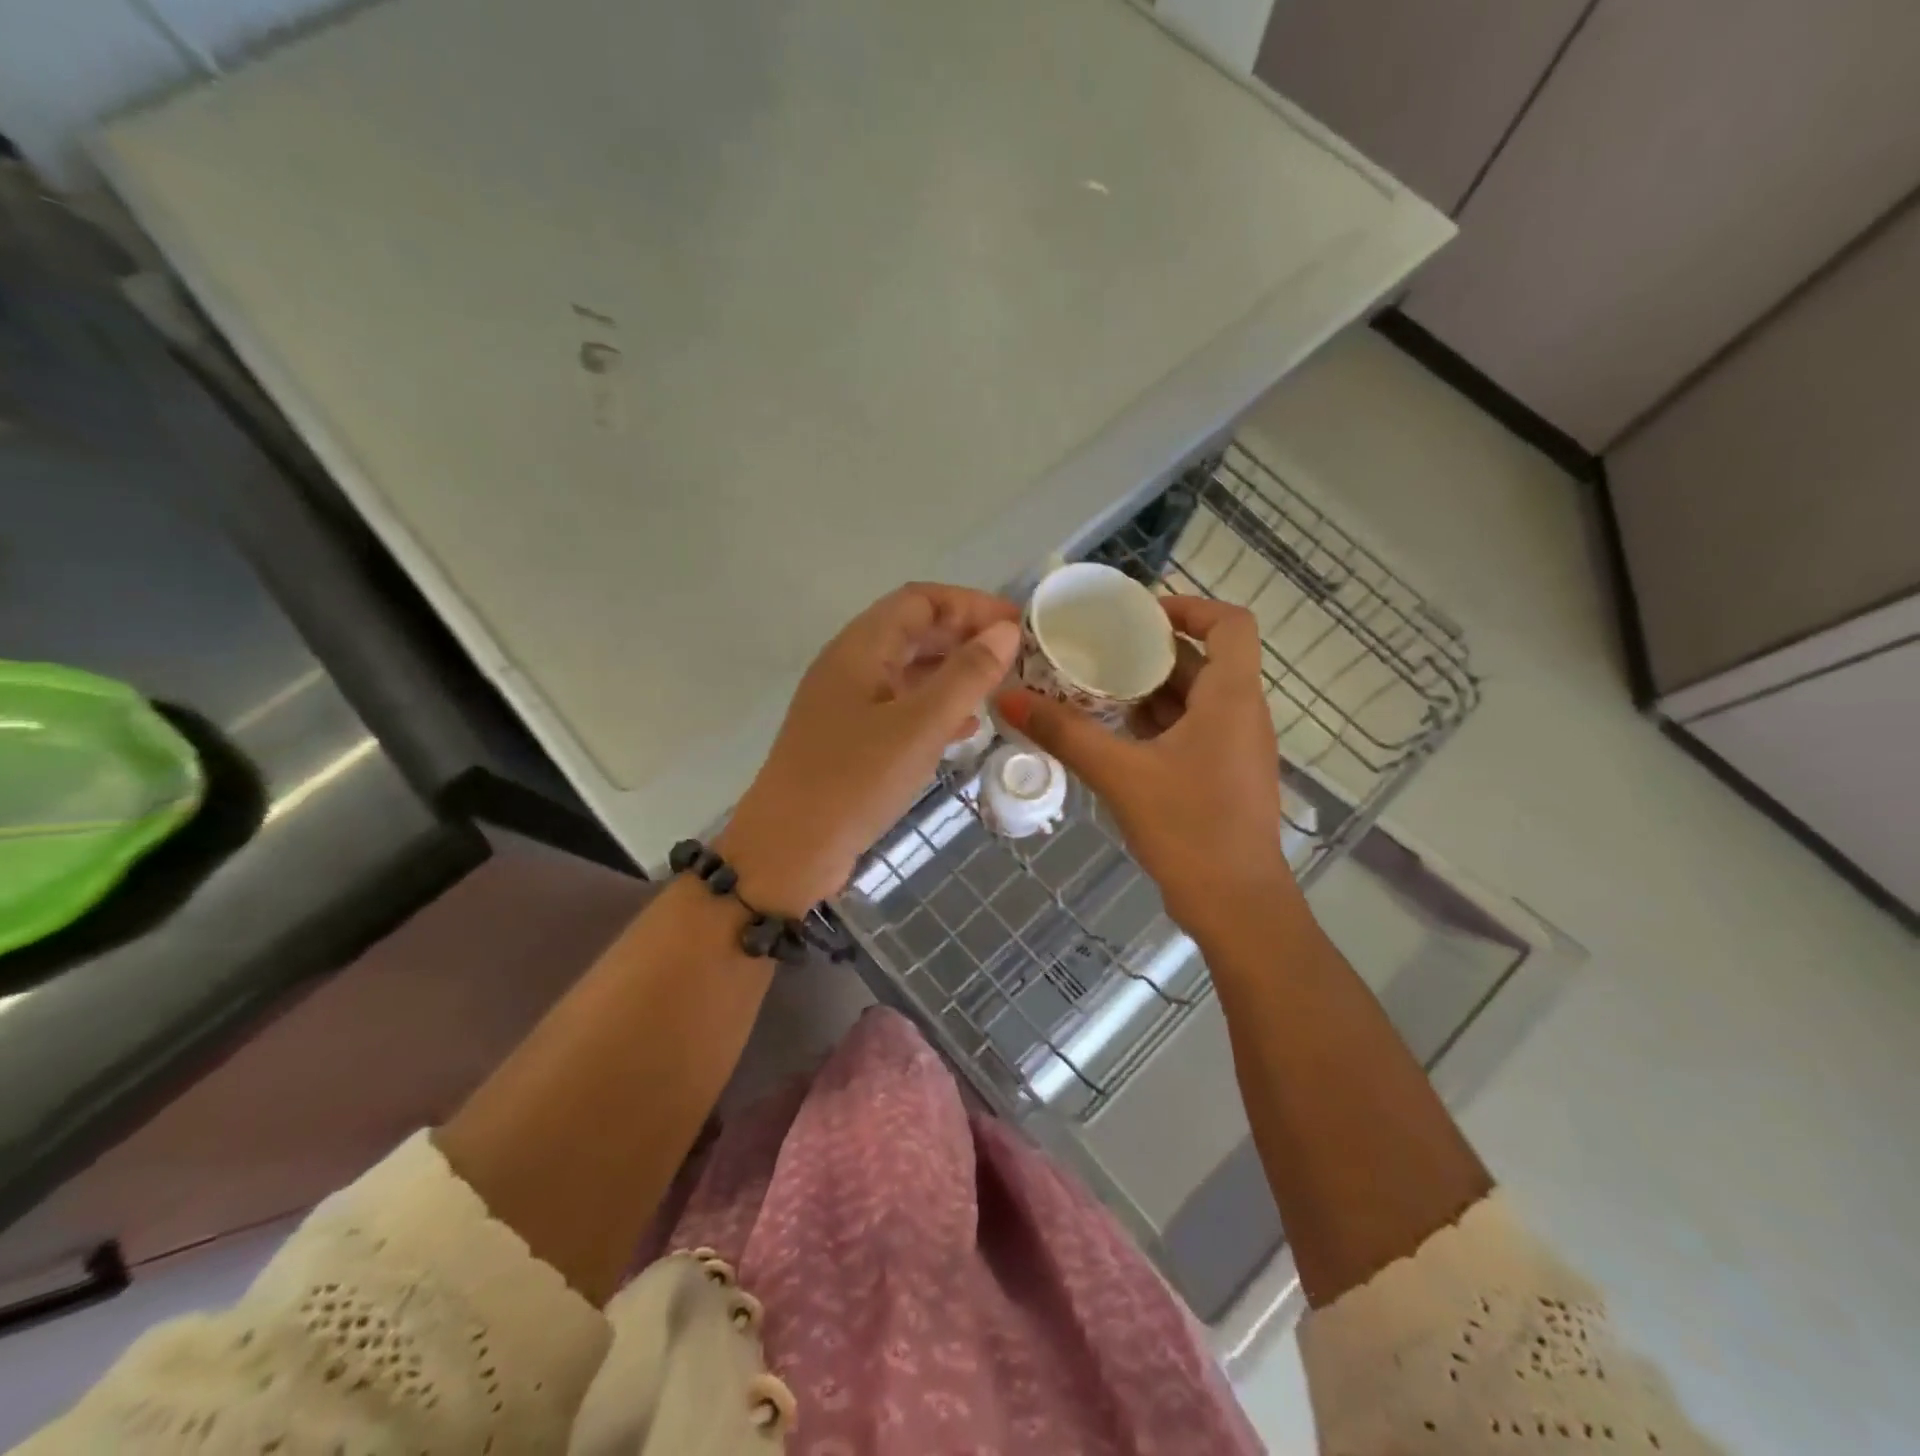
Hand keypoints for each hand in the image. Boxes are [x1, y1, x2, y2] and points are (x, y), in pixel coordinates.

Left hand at [719, 583, 1021, 914]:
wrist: (788, 852)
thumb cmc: (854, 781)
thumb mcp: (919, 726)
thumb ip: (966, 676)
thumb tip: (1006, 631)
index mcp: (859, 648)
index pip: (919, 600)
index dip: (970, 603)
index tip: (1016, 623)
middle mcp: (850, 666)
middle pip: (913, 631)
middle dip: (964, 636)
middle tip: (1016, 656)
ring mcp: (847, 704)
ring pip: (908, 672)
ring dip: (953, 672)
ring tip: (1000, 686)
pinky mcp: (851, 740)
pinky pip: (900, 708)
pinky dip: (935, 708)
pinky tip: (967, 726)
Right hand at [995, 596, 1291, 934]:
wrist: (1237, 907)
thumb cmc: (1189, 829)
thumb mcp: (1120, 775)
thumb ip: (1064, 733)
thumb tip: (1008, 698)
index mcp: (1232, 698)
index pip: (1229, 624)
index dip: (1188, 607)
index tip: (1138, 615)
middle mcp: (1241, 715)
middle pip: (1204, 660)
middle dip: (1151, 651)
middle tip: (1097, 649)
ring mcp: (1235, 749)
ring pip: (1195, 699)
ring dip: (1149, 690)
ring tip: (1095, 688)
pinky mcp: (1223, 777)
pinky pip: (1191, 731)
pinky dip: (1155, 724)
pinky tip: (1114, 735)